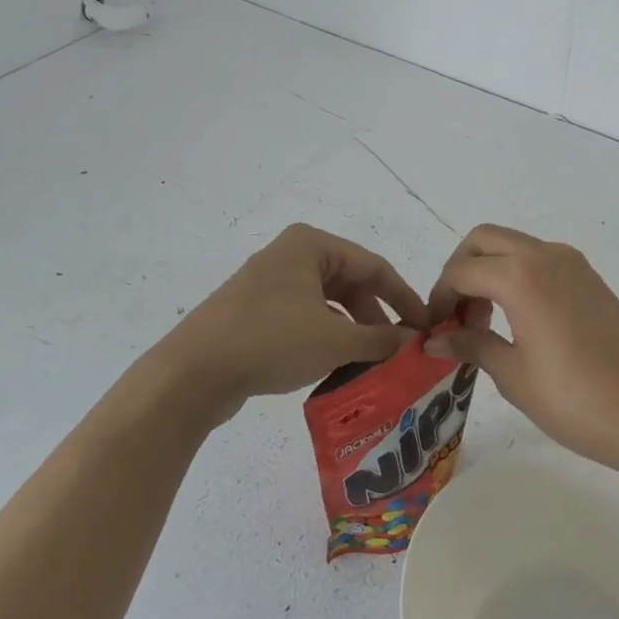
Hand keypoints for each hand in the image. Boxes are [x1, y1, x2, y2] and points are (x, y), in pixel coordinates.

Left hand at [152, 223, 426, 425]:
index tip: (425, 326)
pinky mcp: (256, 311)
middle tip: (398, 349)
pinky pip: (305, 317)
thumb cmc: (270, 341)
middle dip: (377, 316)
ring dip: (353, 329)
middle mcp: (291, 255)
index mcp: (311, 245)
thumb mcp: (334, 340)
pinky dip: (327, 336)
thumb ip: (380, 338)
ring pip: (328, 302)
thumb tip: (413, 340)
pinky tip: (337, 364)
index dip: (404, 297)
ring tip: (372, 361)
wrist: (193, 373)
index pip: (373, 266)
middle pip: (350, 282)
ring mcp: (270, 283)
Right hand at [423, 225, 618, 470]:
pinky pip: (538, 258)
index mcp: (519, 276)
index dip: (440, 297)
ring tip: (484, 320)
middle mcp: (544, 255)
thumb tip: (434, 339)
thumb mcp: (513, 375)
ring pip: (512, 245)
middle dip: (460, 269)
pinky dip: (515, 273)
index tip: (434, 328)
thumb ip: (471, 345)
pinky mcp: (588, 276)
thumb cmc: (576, 399)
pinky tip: (516, 317)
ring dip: (488, 269)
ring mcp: (571, 262)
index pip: (461, 271)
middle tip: (456, 314)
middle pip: (483, 240)